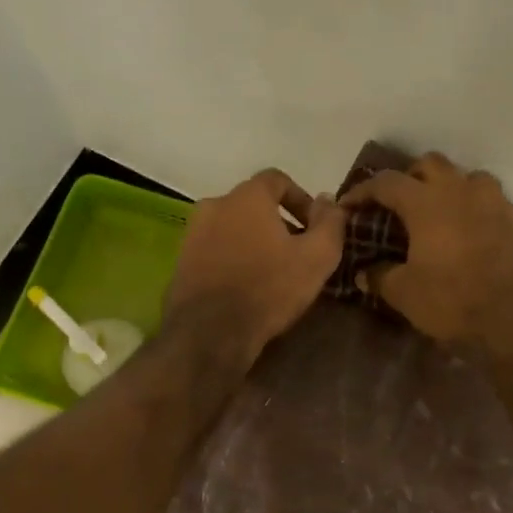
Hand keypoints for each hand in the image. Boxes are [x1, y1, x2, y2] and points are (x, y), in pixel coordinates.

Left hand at [165, 168, 346, 363]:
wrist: (210, 332)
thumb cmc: (269, 289)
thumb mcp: (317, 257)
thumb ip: (330, 222)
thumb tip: (329, 200)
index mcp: (246, 197)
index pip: (277, 180)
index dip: (301, 199)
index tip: (315, 227)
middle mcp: (214, 205)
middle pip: (254, 204)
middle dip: (279, 223)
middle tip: (298, 252)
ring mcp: (193, 233)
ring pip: (233, 227)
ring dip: (255, 241)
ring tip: (273, 272)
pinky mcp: (182, 261)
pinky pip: (216, 249)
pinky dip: (234, 258)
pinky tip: (247, 286)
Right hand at [339, 153, 512, 348]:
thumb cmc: (454, 300)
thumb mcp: (406, 294)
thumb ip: (381, 277)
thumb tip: (363, 274)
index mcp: (427, 202)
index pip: (386, 182)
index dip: (364, 190)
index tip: (350, 205)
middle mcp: (461, 191)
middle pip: (430, 164)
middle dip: (410, 177)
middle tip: (399, 202)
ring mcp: (496, 203)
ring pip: (469, 177)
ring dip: (451, 187)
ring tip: (442, 212)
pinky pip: (494, 204)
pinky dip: (478, 211)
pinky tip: (474, 235)